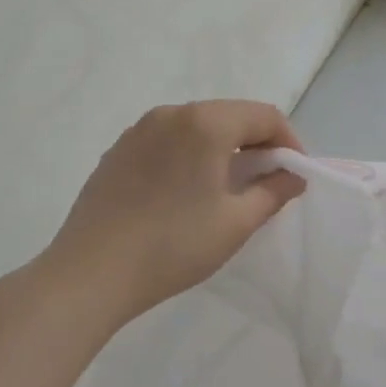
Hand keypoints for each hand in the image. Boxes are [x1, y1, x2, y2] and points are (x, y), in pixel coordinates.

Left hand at [46, 100, 306, 324]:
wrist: (91, 273)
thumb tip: (293, 176)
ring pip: (197, 126)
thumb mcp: (236, 222)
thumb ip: (273, 192)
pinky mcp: (118, 150)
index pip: (264, 115)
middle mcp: (171, 113)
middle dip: (257, 142)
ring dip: (223, 147)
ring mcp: (139, 130)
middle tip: (268, 181)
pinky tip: (187, 191)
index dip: (289, 142)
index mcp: (205, 123)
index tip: (294, 175)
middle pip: (230, 115)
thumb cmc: (174, 245)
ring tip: (229, 186)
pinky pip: (168, 140)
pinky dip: (190, 154)